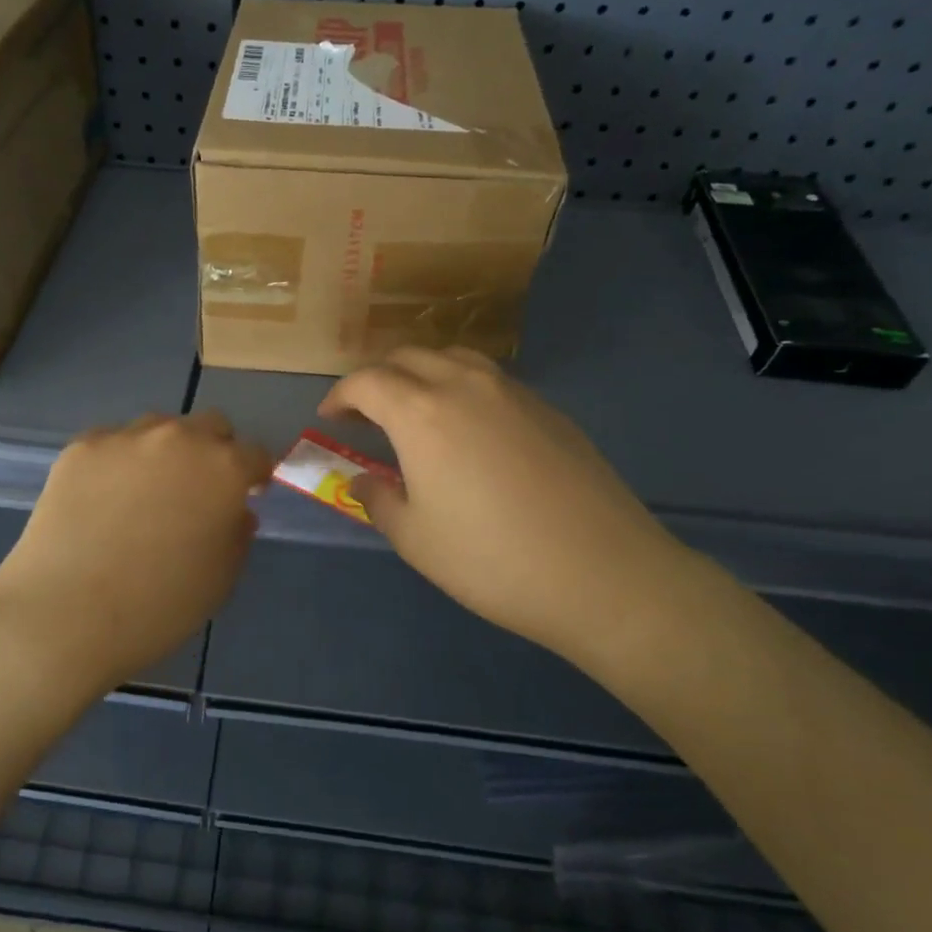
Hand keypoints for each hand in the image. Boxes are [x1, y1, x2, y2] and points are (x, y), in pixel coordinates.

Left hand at [0, 411, 272, 699]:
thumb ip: (236, 534)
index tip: (246, 495)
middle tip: (198, 491)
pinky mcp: (81, 447)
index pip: (256, 454)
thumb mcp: (220, 579)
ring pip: (158, 428)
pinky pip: (113, 443)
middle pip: (209, 426)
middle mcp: (179, 439)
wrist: (66, 615)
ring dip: (165, 451)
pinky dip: (119, 462)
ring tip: (146, 493)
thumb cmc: (158, 607)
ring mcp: (126, 438)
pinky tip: (103, 499)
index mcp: (224, 469)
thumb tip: (233, 511)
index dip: (254, 475)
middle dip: (214, 451)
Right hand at [320, 347, 698, 666]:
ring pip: (453, 358)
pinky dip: (462, 388)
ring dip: (422, 374)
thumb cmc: (491, 560)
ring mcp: (513, 392)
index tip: (330, 417)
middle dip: (378, 378)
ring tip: (415, 410)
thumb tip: (363, 481)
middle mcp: (464, 386)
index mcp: (421, 413)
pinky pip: (490, 380)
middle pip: (409, 357)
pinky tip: (469, 429)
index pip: (367, 382)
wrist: (601, 574)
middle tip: (366, 413)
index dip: (341, 395)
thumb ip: (378, 500)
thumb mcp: (415, 539)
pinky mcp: (548, 409)